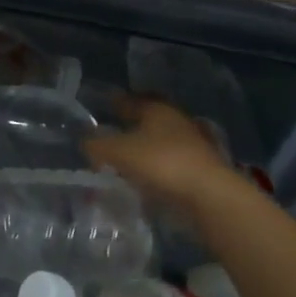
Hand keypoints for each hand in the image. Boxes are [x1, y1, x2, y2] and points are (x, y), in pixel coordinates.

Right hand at [86, 99, 255, 216]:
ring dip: (144, 149)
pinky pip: (169, 164)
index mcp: (157, 109)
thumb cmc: (161, 163)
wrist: (209, 196)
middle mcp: (176, 121)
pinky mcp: (200, 170)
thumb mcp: (118, 152)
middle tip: (112, 134)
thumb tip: (86, 143)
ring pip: (160, 142)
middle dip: (131, 126)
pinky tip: (143, 180)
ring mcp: (192, 146)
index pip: (132, 100)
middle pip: (148, 120)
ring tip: (124, 161)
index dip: (116, 102)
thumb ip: (97, 146)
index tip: (104, 105)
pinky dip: (155, 168)